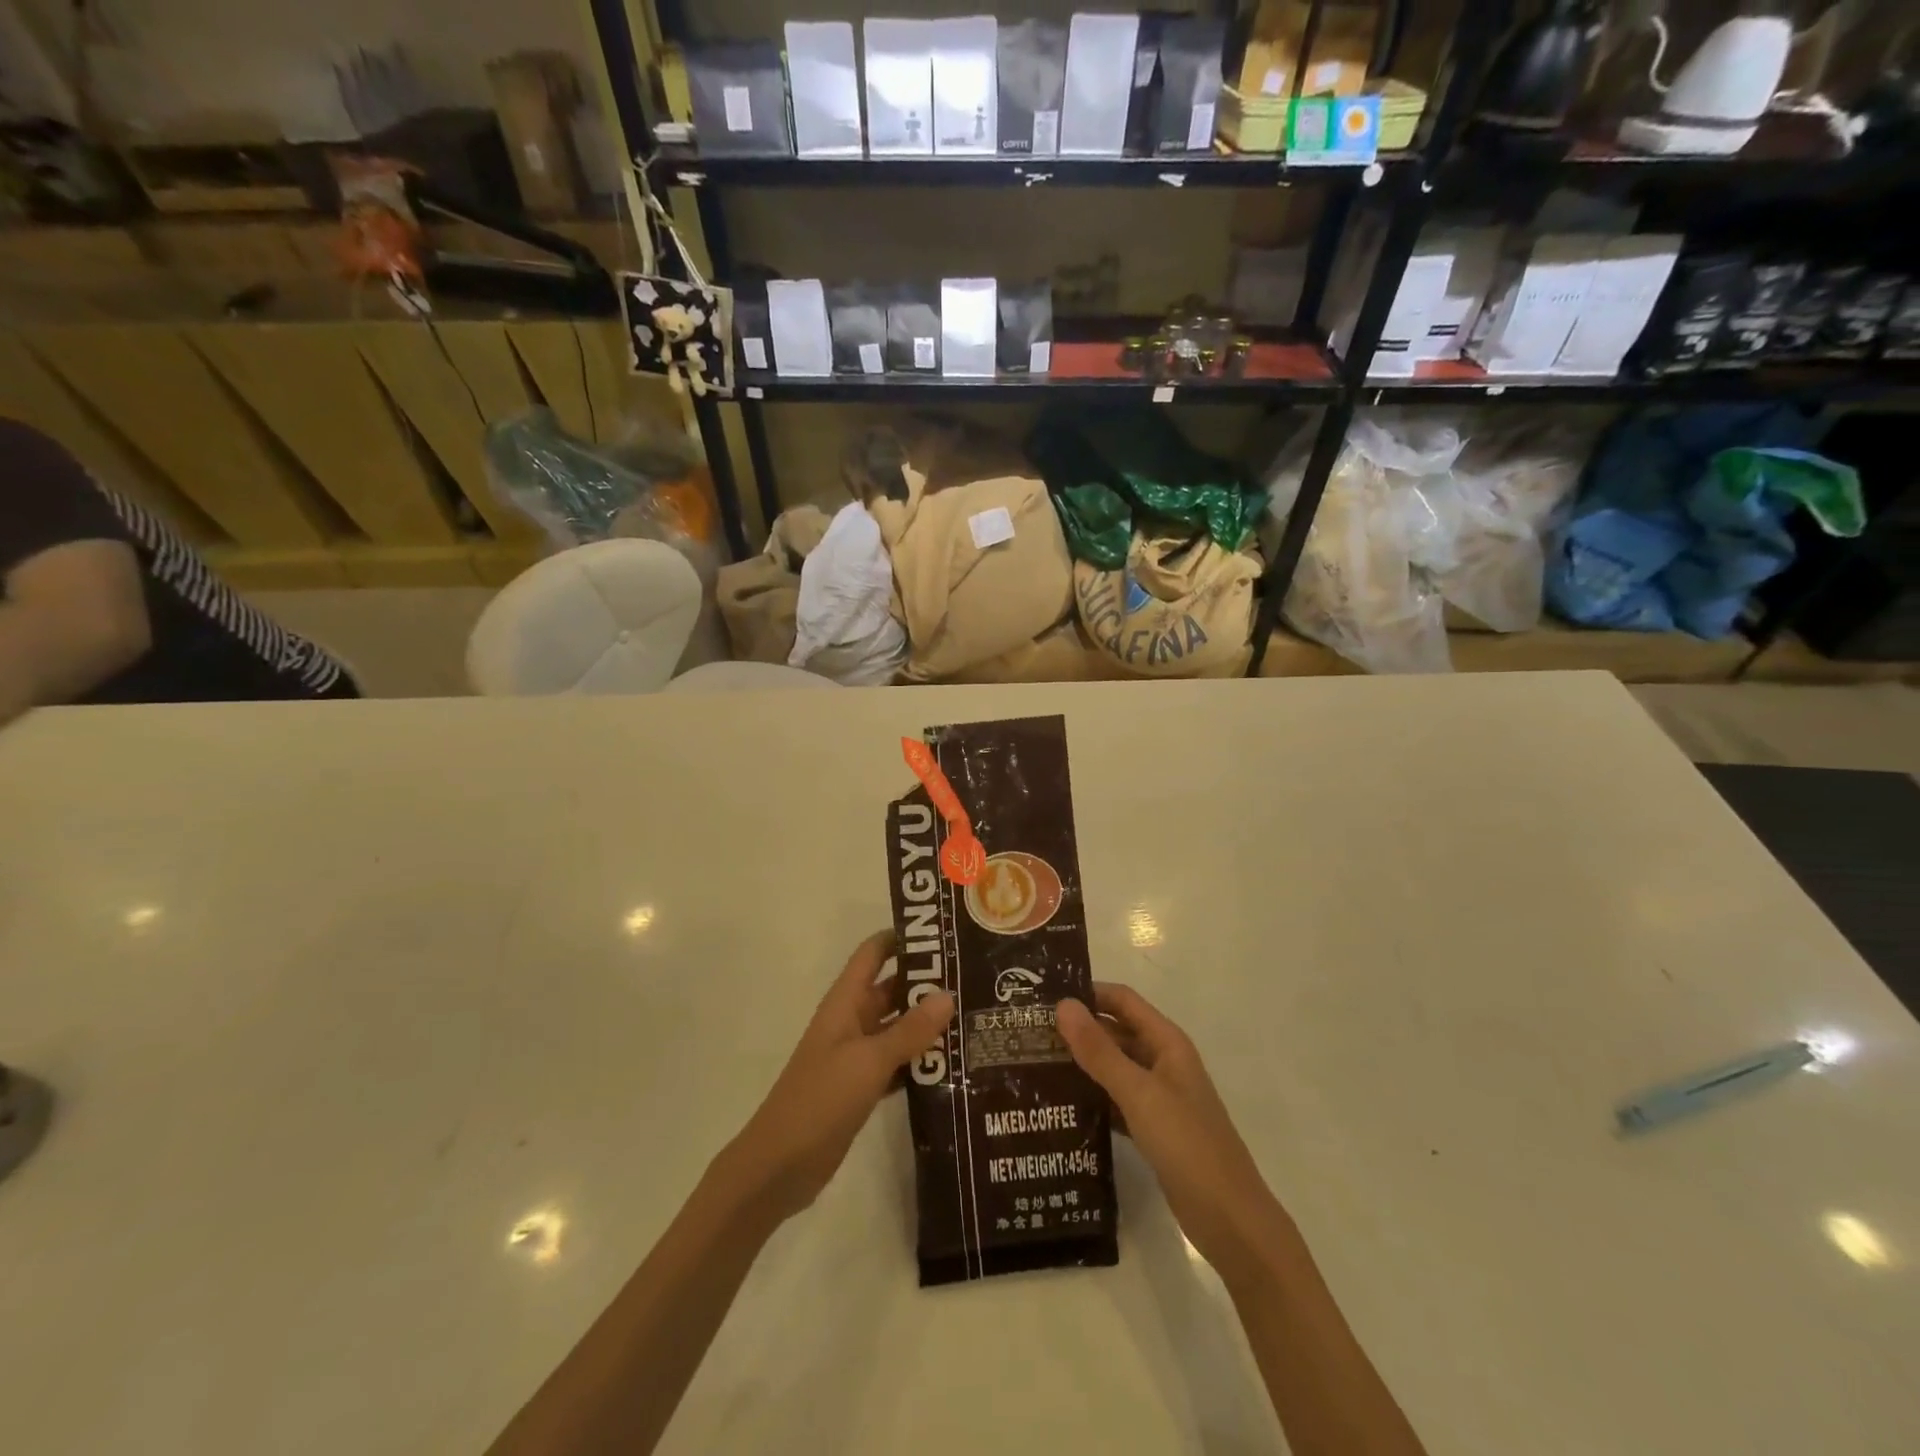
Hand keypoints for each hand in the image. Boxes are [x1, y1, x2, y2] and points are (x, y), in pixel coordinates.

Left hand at [721, 931, 954, 1226]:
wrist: (779, 1166)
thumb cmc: (820, 1100)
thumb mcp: (868, 1061)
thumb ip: (909, 1030)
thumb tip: (948, 994)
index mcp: (845, 1002)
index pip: (874, 953)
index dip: (903, 938)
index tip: (944, 933)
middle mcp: (852, 1021)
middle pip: (892, 988)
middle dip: (928, 982)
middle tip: (975, 978)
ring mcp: (857, 1055)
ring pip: (898, 1027)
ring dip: (929, 1023)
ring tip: (975, 1016)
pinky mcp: (863, 1086)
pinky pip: (898, 1062)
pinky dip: (921, 1060)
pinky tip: (955, 1063)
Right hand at [1058, 984, 1287, 1285]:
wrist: (1231, 1222)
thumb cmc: (1188, 1145)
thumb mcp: (1140, 1094)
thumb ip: (1100, 1051)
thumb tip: (1063, 1005)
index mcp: (1166, 1043)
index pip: (1122, 1001)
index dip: (1087, 993)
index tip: (1043, 996)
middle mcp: (1162, 1062)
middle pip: (1115, 1032)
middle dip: (1077, 1030)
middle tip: (1029, 1033)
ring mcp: (1158, 1098)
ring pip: (1113, 1068)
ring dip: (1081, 1065)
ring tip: (1034, 1065)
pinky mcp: (1152, 1130)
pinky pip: (1115, 1102)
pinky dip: (1091, 1099)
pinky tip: (1059, 1106)